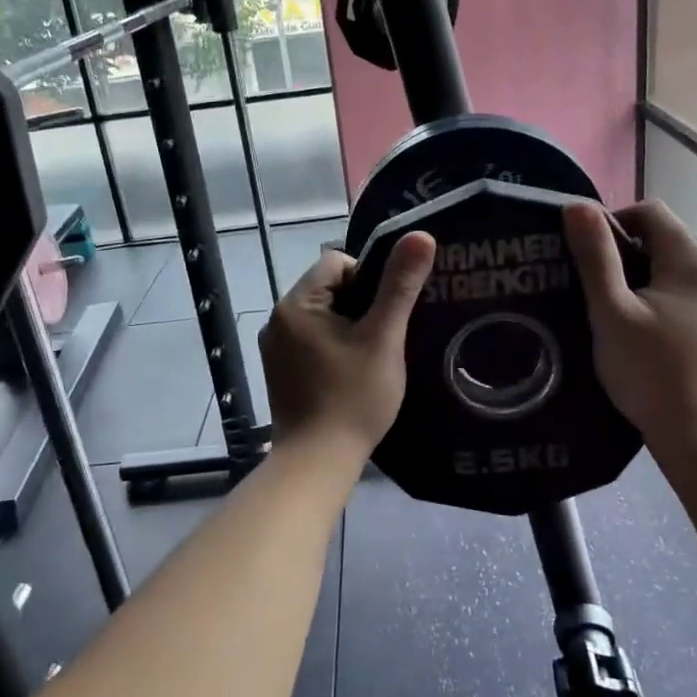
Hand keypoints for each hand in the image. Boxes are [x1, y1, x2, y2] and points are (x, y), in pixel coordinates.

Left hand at [260, 232, 436, 454]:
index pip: (336, 262)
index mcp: (296, 303)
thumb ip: (400, 285)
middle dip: (361, 304)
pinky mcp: (279, 372)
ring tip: (374, 354)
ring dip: (349, 327)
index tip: (389, 310)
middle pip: (328, 289)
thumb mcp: (383, 338)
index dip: (369, 277)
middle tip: (387, 334)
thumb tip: (421, 234)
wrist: (317, 462)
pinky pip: (312, 342)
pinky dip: (334, 348)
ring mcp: (275, 348)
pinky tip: (353, 373)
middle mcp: (277, 319)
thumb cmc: (353, 397)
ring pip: (322, 317)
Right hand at [561, 199, 696, 456]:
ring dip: (640, 276)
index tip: (585, 257)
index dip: (612, 222)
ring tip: (612, 310)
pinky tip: (640, 330)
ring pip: (674, 267)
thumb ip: (595, 257)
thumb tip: (577, 205)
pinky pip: (686, 292)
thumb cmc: (651, 373)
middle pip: (665, 237)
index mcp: (693, 261)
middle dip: (625, 252)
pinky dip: (659, 297)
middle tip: (592, 287)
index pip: (650, 211)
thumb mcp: (611, 312)